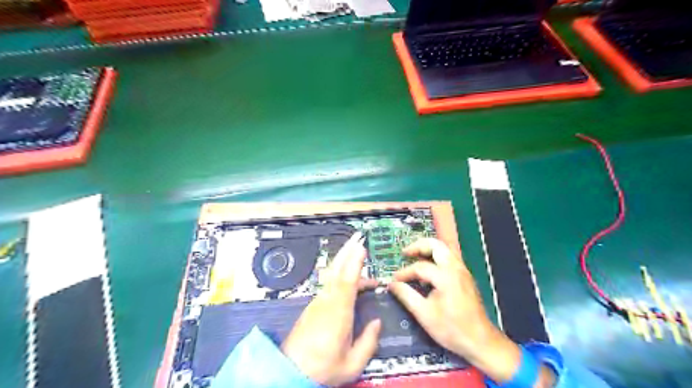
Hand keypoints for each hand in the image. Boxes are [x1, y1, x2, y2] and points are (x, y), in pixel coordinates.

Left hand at [281, 231, 380, 385]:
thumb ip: (368, 342)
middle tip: (357, 237)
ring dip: (344, 261)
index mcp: (338, 314)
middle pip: (337, 271)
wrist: (290, 372)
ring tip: (356, 252)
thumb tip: (376, 323)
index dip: (355, 263)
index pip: (348, 282)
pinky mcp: (313, 306)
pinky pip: (329, 283)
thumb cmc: (322, 369)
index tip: (361, 248)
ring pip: (332, 275)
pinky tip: (348, 276)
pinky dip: (340, 274)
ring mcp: (318, 302)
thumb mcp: (351, 364)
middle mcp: (326, 302)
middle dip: (347, 252)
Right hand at [388, 238, 524, 382]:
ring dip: (428, 250)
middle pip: (436, 245)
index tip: (395, 280)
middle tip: (405, 253)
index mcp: (446, 276)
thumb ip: (406, 296)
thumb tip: (392, 284)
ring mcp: (463, 271)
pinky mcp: (466, 276)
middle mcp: (456, 268)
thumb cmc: (452, 329)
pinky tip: (428, 270)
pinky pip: (449, 258)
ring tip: (414, 257)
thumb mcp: (424, 314)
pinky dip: (436, 257)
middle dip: (418, 246)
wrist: (481, 341)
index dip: (405, 272)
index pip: (420, 267)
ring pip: (444, 249)